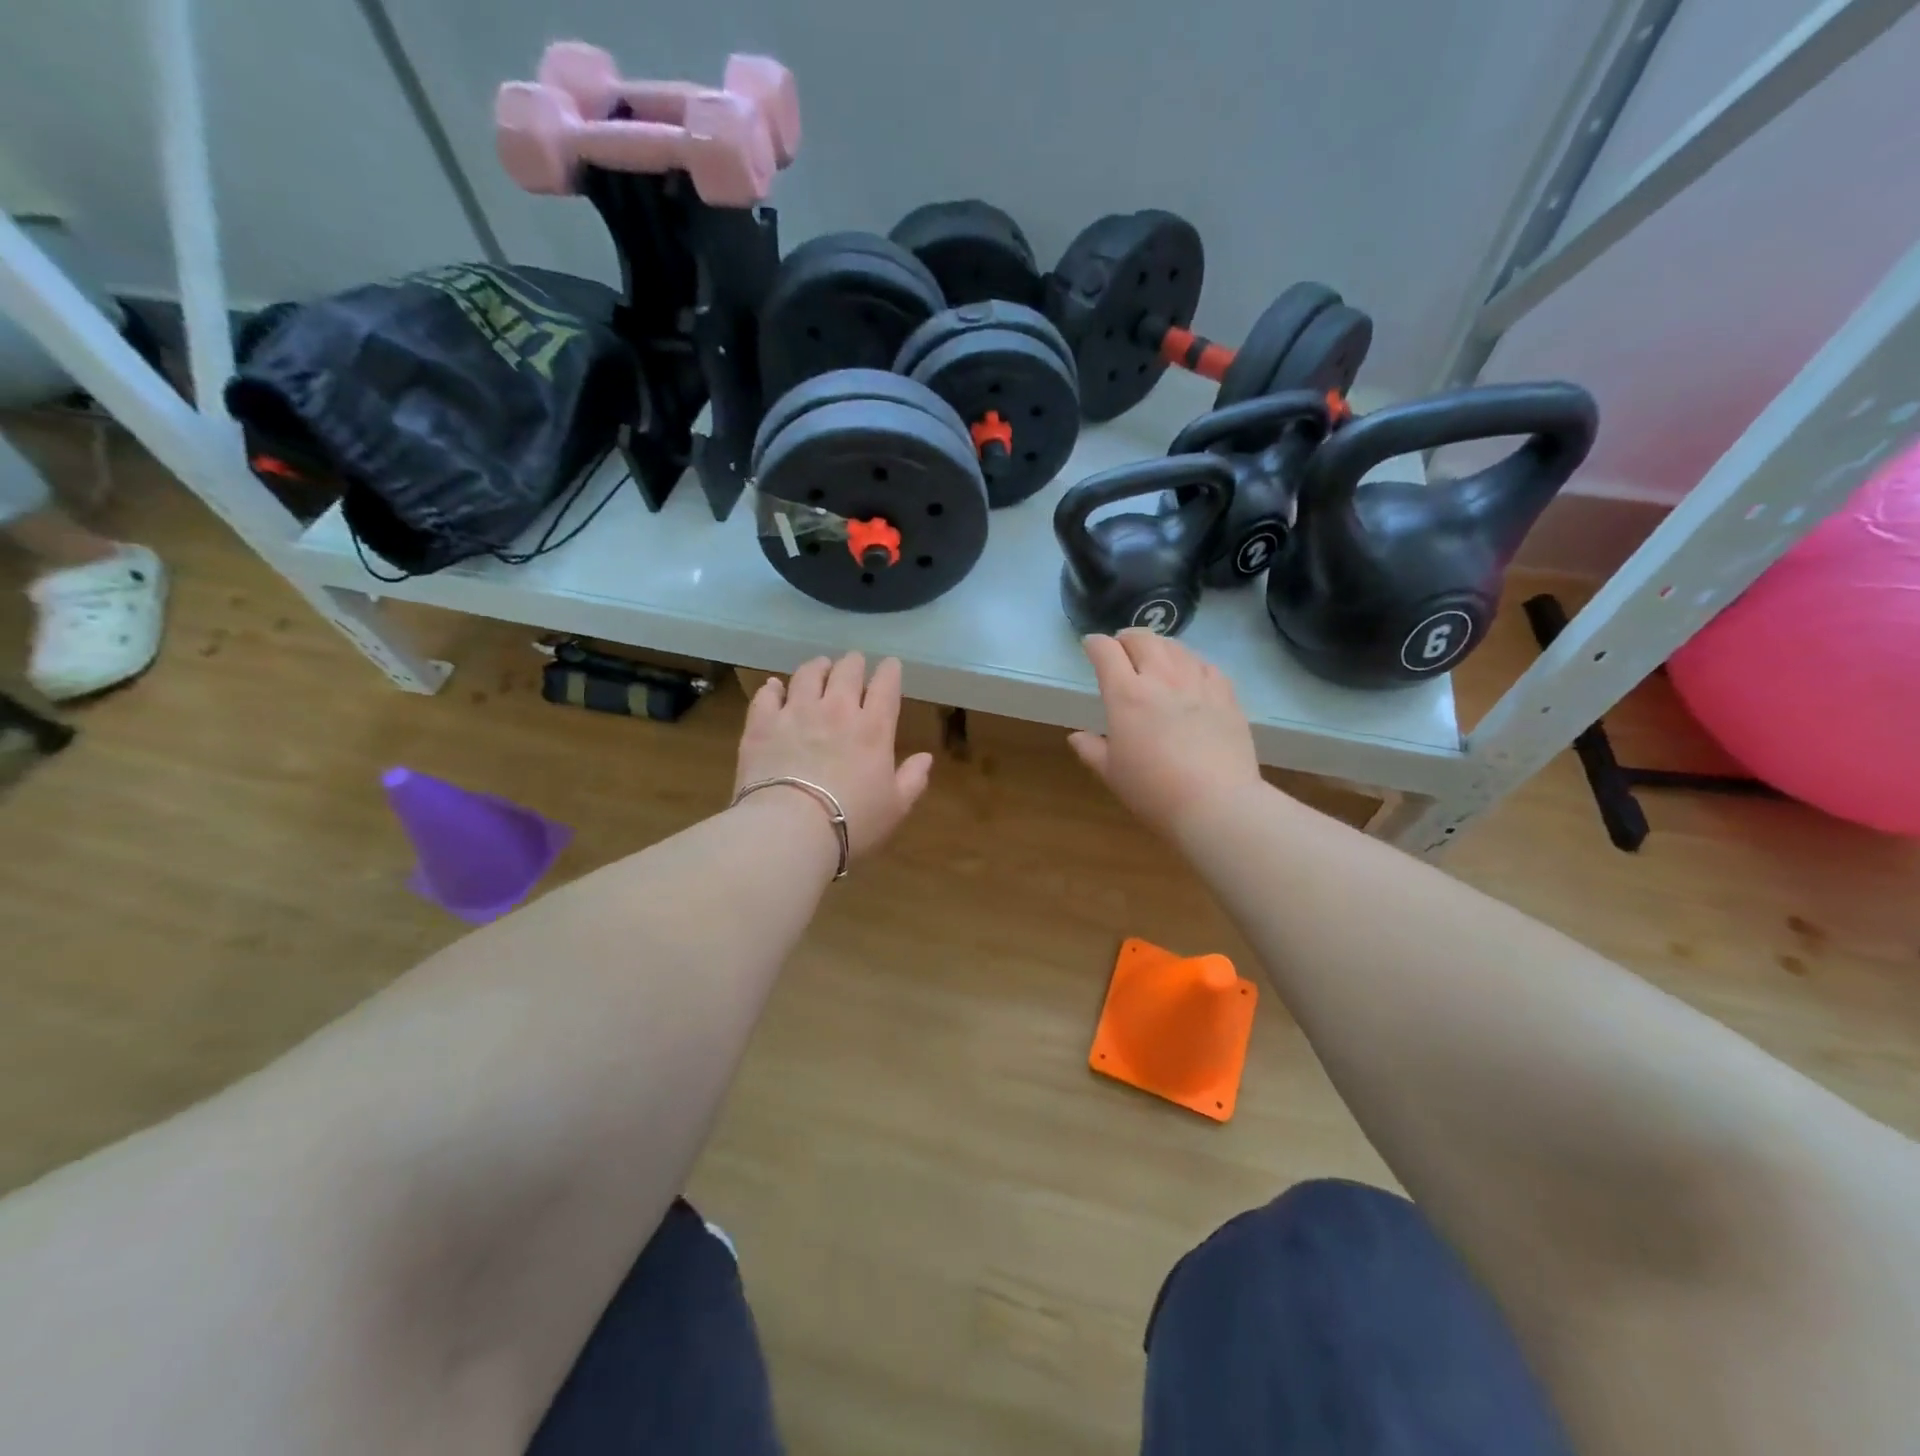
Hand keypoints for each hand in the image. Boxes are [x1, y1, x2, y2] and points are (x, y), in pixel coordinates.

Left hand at [735, 653, 933, 859]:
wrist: (790, 829)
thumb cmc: (851, 822)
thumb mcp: (895, 808)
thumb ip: (913, 779)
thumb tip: (926, 757)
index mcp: (873, 728)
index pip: (886, 686)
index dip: (890, 671)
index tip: (891, 665)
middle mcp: (836, 710)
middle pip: (847, 671)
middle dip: (854, 663)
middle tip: (854, 662)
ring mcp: (796, 712)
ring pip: (807, 674)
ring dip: (817, 667)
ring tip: (820, 666)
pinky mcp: (762, 723)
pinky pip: (767, 694)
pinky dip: (773, 687)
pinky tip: (775, 686)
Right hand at [1069, 631, 1261, 840]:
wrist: (1217, 804)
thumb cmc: (1154, 792)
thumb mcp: (1112, 774)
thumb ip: (1092, 750)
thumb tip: (1076, 736)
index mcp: (1127, 696)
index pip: (1106, 652)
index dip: (1095, 644)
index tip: (1091, 646)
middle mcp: (1161, 679)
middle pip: (1143, 640)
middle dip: (1127, 638)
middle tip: (1122, 647)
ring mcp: (1197, 684)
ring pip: (1176, 647)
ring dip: (1159, 645)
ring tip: (1155, 655)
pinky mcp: (1226, 695)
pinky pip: (1206, 665)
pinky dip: (1191, 662)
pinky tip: (1190, 672)